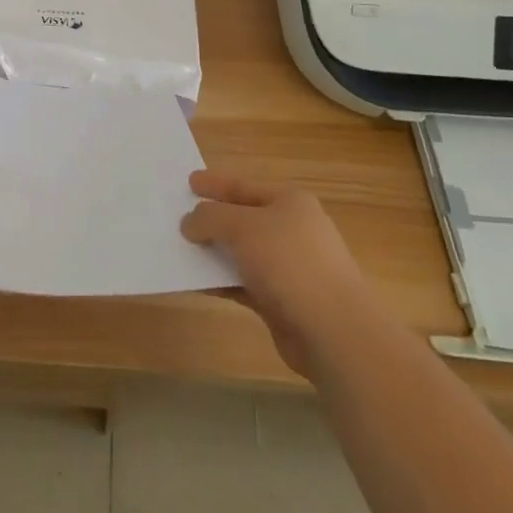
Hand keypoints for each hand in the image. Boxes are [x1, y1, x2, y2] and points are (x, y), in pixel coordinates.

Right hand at [180, 170, 373, 376]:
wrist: (333, 330)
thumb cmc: (289, 262)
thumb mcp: (243, 227)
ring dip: (214, 253)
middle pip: (243, 219)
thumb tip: (190, 222)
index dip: (216, 184)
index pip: (244, 186)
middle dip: (212, 220)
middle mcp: (292, 230)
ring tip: (180, 250)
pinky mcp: (283, 301)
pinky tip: (196, 283)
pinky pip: (244, 284)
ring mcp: (289, 267)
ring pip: (242, 253)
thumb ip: (211, 218)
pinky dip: (222, 281)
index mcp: (290, 202)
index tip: (189, 182)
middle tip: (179, 217)